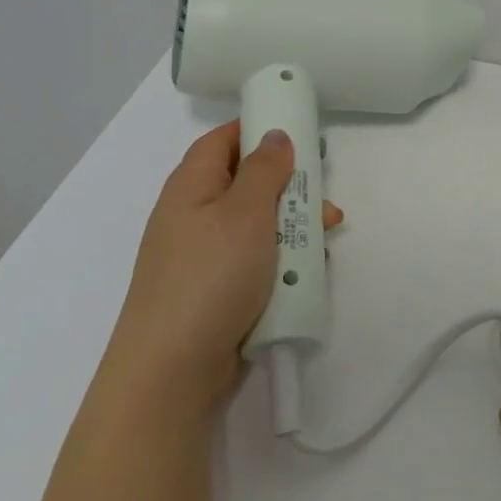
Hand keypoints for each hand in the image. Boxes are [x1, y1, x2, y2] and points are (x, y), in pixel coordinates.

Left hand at [113, 122, 340, 414]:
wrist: (173, 372)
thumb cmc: (210, 277)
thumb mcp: (244, 212)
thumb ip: (264, 169)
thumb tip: (274, 135)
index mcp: (191, 186)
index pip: (223, 140)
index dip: (258, 128)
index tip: (300, 131)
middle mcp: (195, 216)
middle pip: (247, 183)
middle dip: (289, 185)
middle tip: (322, 190)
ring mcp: (206, 257)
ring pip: (258, 225)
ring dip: (294, 225)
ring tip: (327, 232)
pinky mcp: (220, 291)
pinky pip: (257, 262)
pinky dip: (283, 261)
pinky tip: (308, 270)